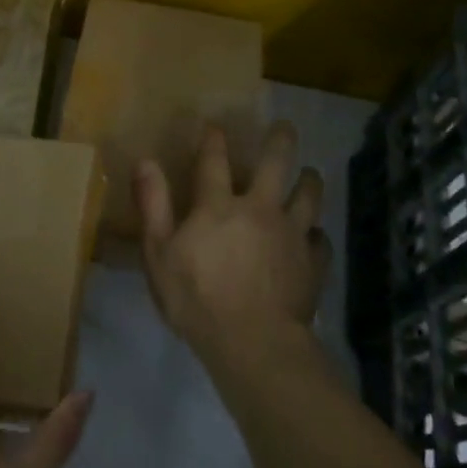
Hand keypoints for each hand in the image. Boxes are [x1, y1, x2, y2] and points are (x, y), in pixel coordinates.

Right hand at [135, 121, 330, 366]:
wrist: (254, 341)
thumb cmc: (196, 298)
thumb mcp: (159, 253)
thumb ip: (153, 205)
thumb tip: (145, 161)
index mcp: (219, 205)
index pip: (214, 161)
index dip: (213, 140)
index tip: (215, 125)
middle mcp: (260, 209)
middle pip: (276, 164)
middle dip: (280, 141)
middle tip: (285, 126)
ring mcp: (292, 234)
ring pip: (308, 196)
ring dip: (309, 181)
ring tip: (311, 174)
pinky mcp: (313, 262)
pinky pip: (320, 240)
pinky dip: (316, 234)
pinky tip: (313, 237)